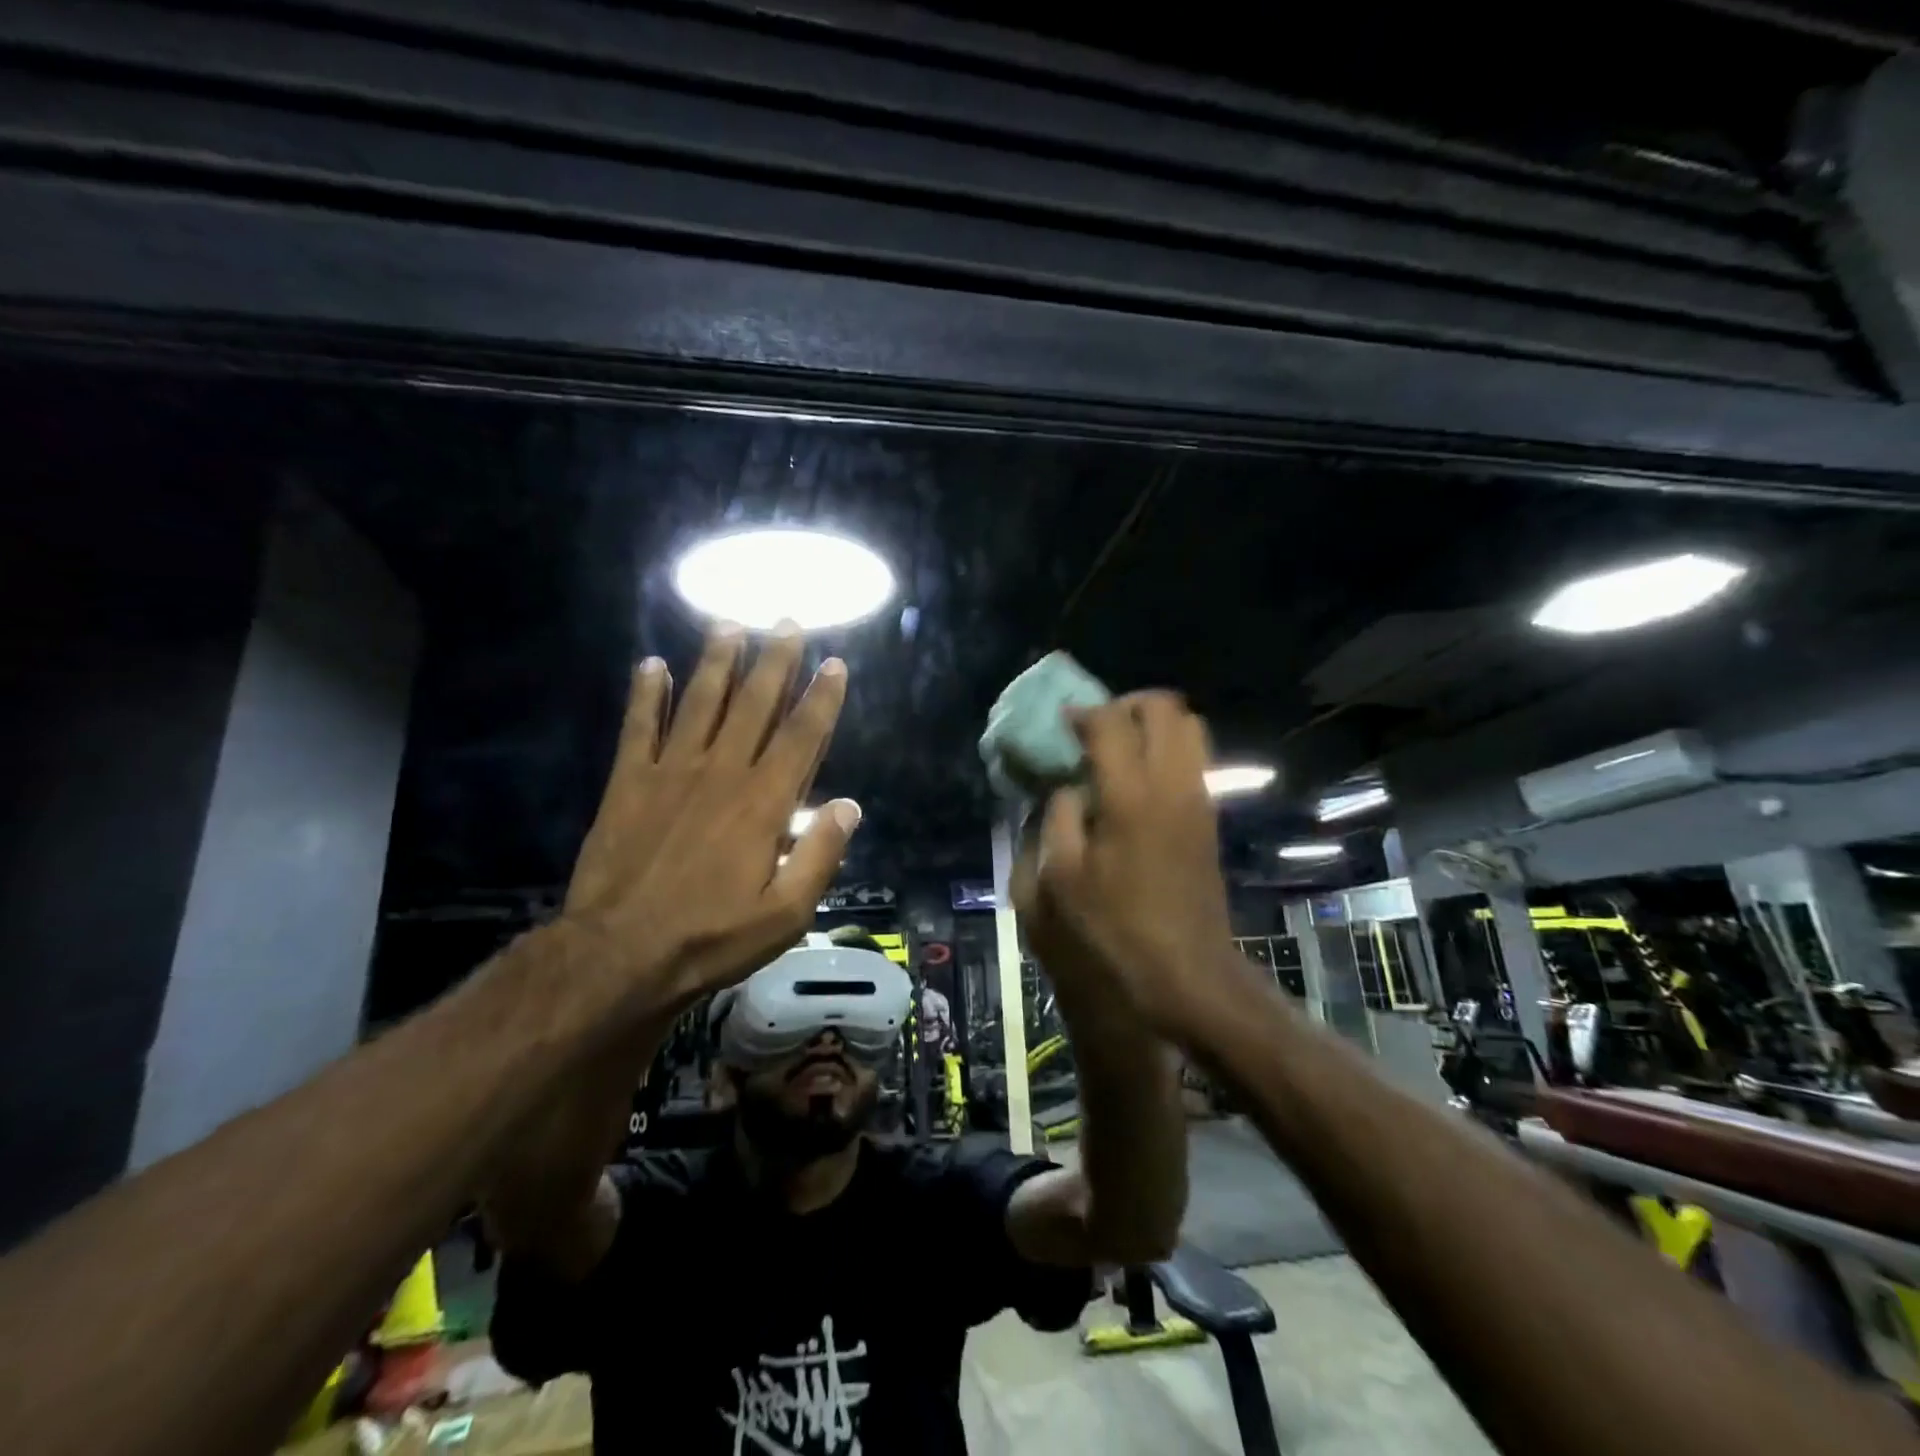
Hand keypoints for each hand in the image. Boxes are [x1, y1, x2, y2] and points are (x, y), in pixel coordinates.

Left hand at [559, 622, 860, 1012]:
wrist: (619, 954)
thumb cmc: (711, 937)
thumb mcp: (785, 914)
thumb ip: (821, 855)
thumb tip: (849, 806)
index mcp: (764, 802)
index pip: (801, 736)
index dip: (821, 698)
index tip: (833, 663)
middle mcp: (722, 772)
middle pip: (754, 704)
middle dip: (774, 661)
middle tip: (785, 622)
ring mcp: (671, 772)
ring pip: (700, 702)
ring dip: (717, 662)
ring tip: (729, 625)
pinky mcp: (629, 782)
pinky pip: (639, 727)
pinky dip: (645, 695)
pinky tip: (650, 665)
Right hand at [1012, 692, 1235, 1034]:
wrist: (1185, 975)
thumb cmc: (1113, 932)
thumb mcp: (1059, 879)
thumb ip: (1058, 818)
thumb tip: (1068, 788)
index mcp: (1130, 797)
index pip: (1111, 721)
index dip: (1082, 714)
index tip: (1061, 726)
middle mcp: (1172, 785)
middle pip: (1165, 707)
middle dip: (1126, 705)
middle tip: (1095, 729)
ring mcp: (1199, 799)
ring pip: (1189, 727)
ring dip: (1152, 725)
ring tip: (1117, 750)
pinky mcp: (1209, 818)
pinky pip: (1195, 759)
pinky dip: (1167, 750)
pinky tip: (1136, 782)